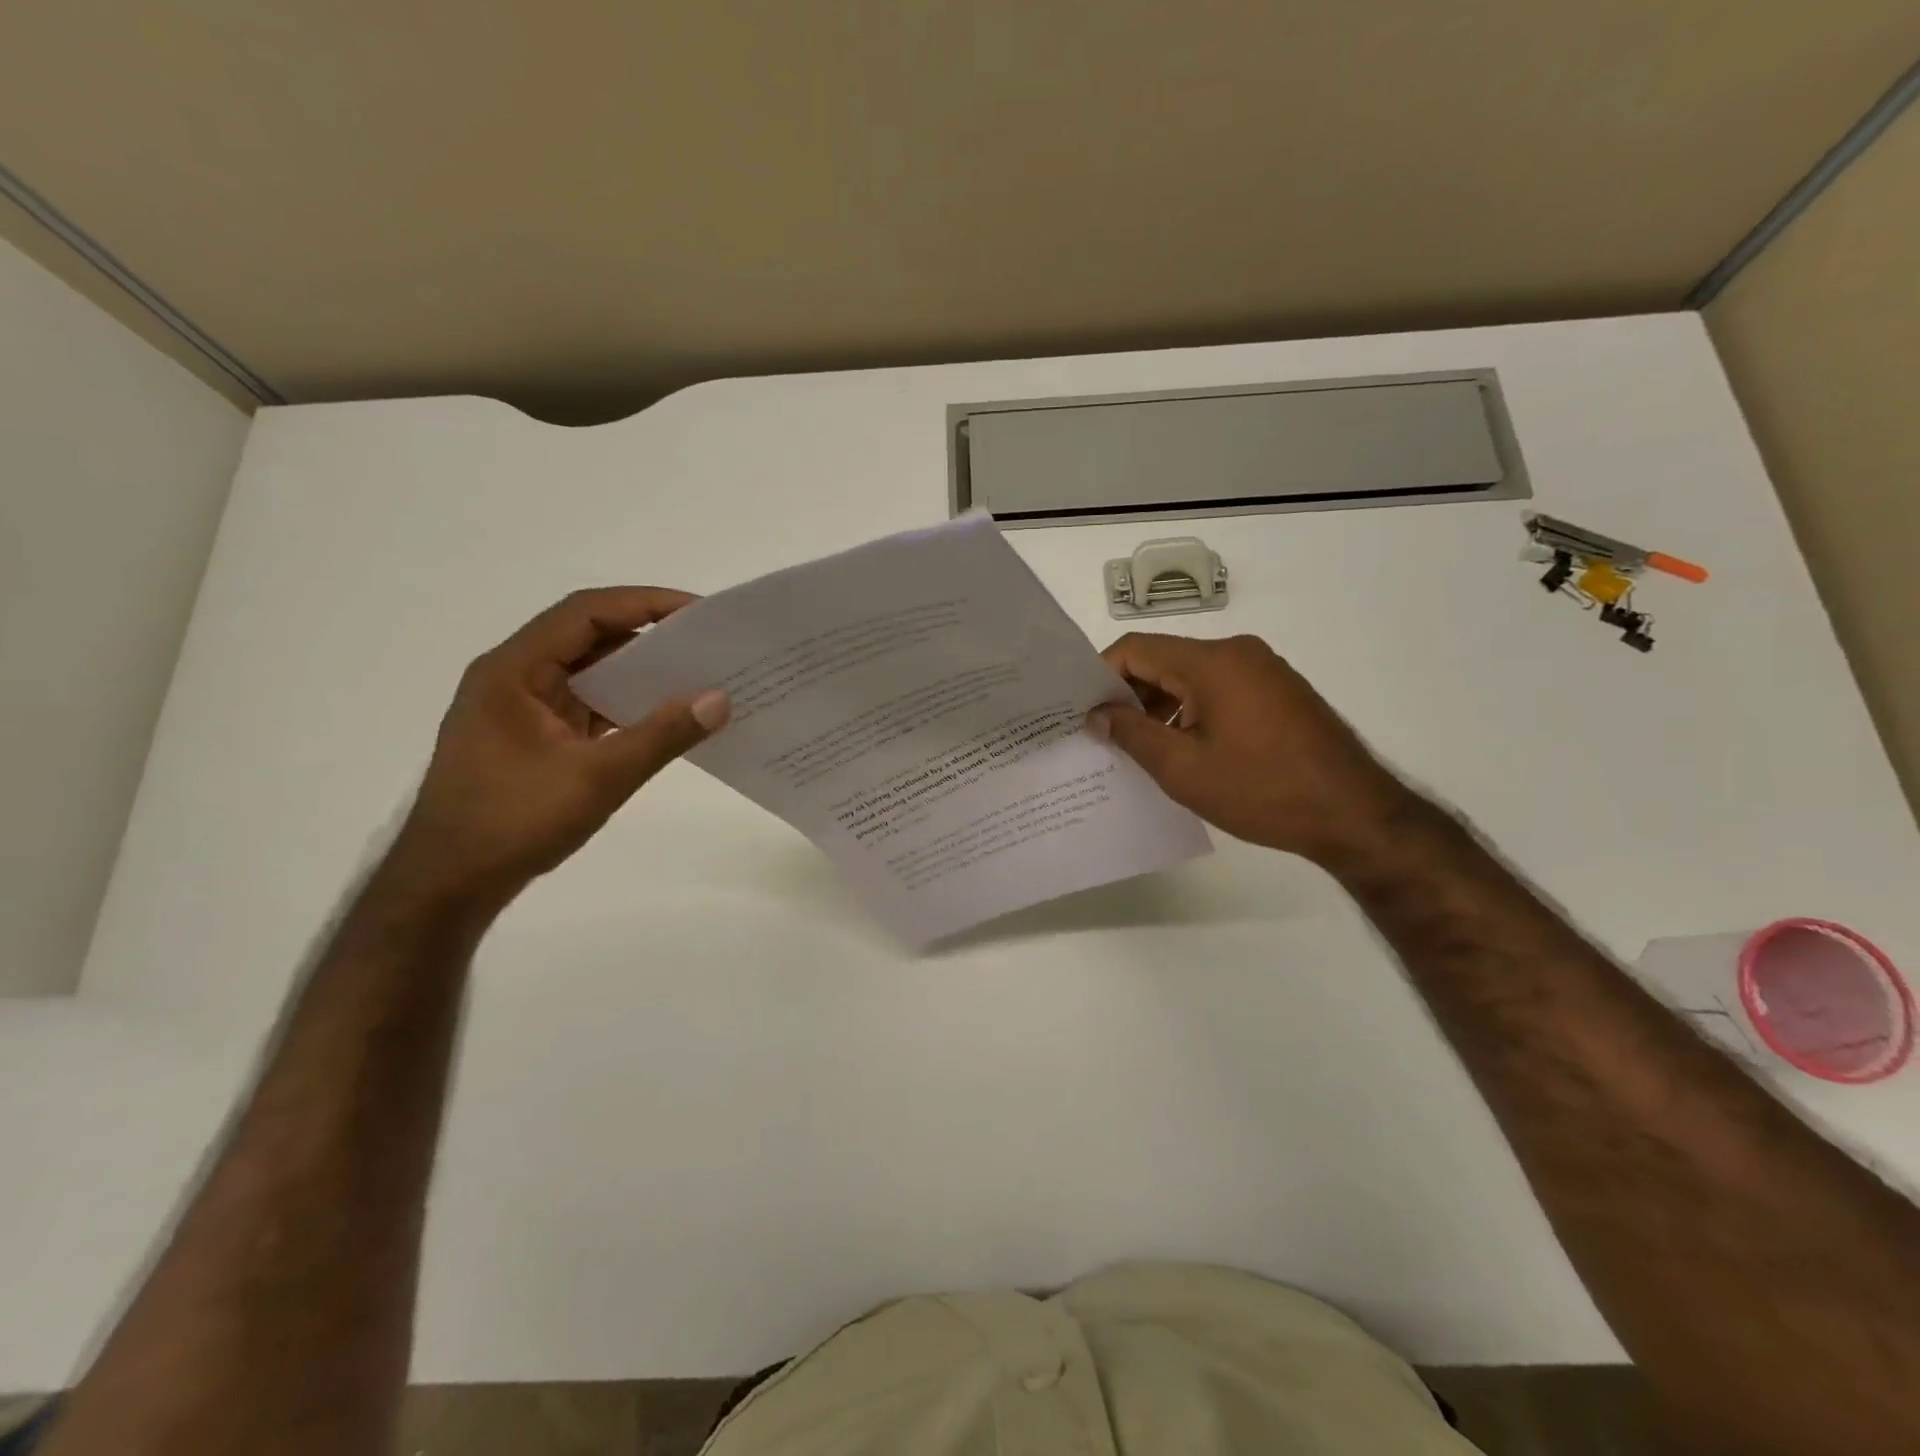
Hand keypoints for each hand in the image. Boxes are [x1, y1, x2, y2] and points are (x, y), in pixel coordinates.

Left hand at [386, 587, 729, 911]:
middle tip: (707, 643)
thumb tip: (720, 700)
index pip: (585, 613)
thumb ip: (662, 735)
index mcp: (514, 671)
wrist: (449, 885)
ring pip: (589, 673)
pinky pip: (588, 705)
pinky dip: (626, 705)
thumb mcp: (598, 778)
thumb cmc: (513, 822)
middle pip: (588, 637)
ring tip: (697, 675)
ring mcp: (523, 709)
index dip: (644, 604)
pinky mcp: (534, 738)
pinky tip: (665, 716)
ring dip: (638, 672)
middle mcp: (515, 678)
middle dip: (648, 636)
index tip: (698, 613)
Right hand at [1089, 633, 1417, 867]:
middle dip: (1130, 695)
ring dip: (1161, 705)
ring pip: (1191, 676)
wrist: (1354, 814)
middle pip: (1164, 660)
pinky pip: (1219, 689)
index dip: (1101, 676)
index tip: (1083, 712)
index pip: (1136, 649)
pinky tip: (1184, 748)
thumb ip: (1132, 734)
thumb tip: (1098, 715)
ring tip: (1142, 749)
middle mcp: (1238, 652)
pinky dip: (1192, 710)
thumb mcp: (1183, 768)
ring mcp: (1263, 670)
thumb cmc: (1261, 791)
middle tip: (1106, 736)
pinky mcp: (1278, 691)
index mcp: (1212, 662)